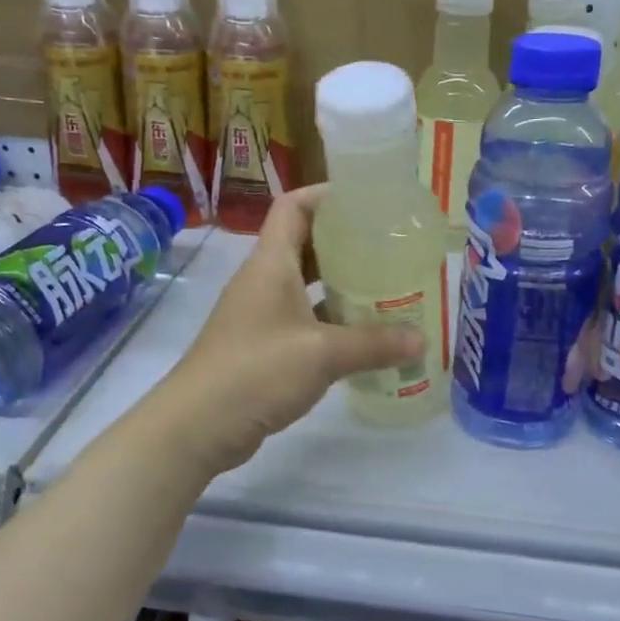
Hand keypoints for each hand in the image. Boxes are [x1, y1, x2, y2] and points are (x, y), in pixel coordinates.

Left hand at [163, 185, 424, 472]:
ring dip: (339, 283)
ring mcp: (260, 314)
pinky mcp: (262, 346)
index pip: (293, 207)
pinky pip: (302, 319)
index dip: (325, 195)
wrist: (198, 425)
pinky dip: (330, 320)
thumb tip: (421, 340)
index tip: (366, 200)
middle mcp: (264, 281)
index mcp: (271, 263)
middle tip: (389, 247)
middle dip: (345, 242)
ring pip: (305, 285)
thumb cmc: (257, 371)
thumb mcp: (323, 354)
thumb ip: (374, 344)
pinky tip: (361, 335)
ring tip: (385, 287)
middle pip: (304, 243)